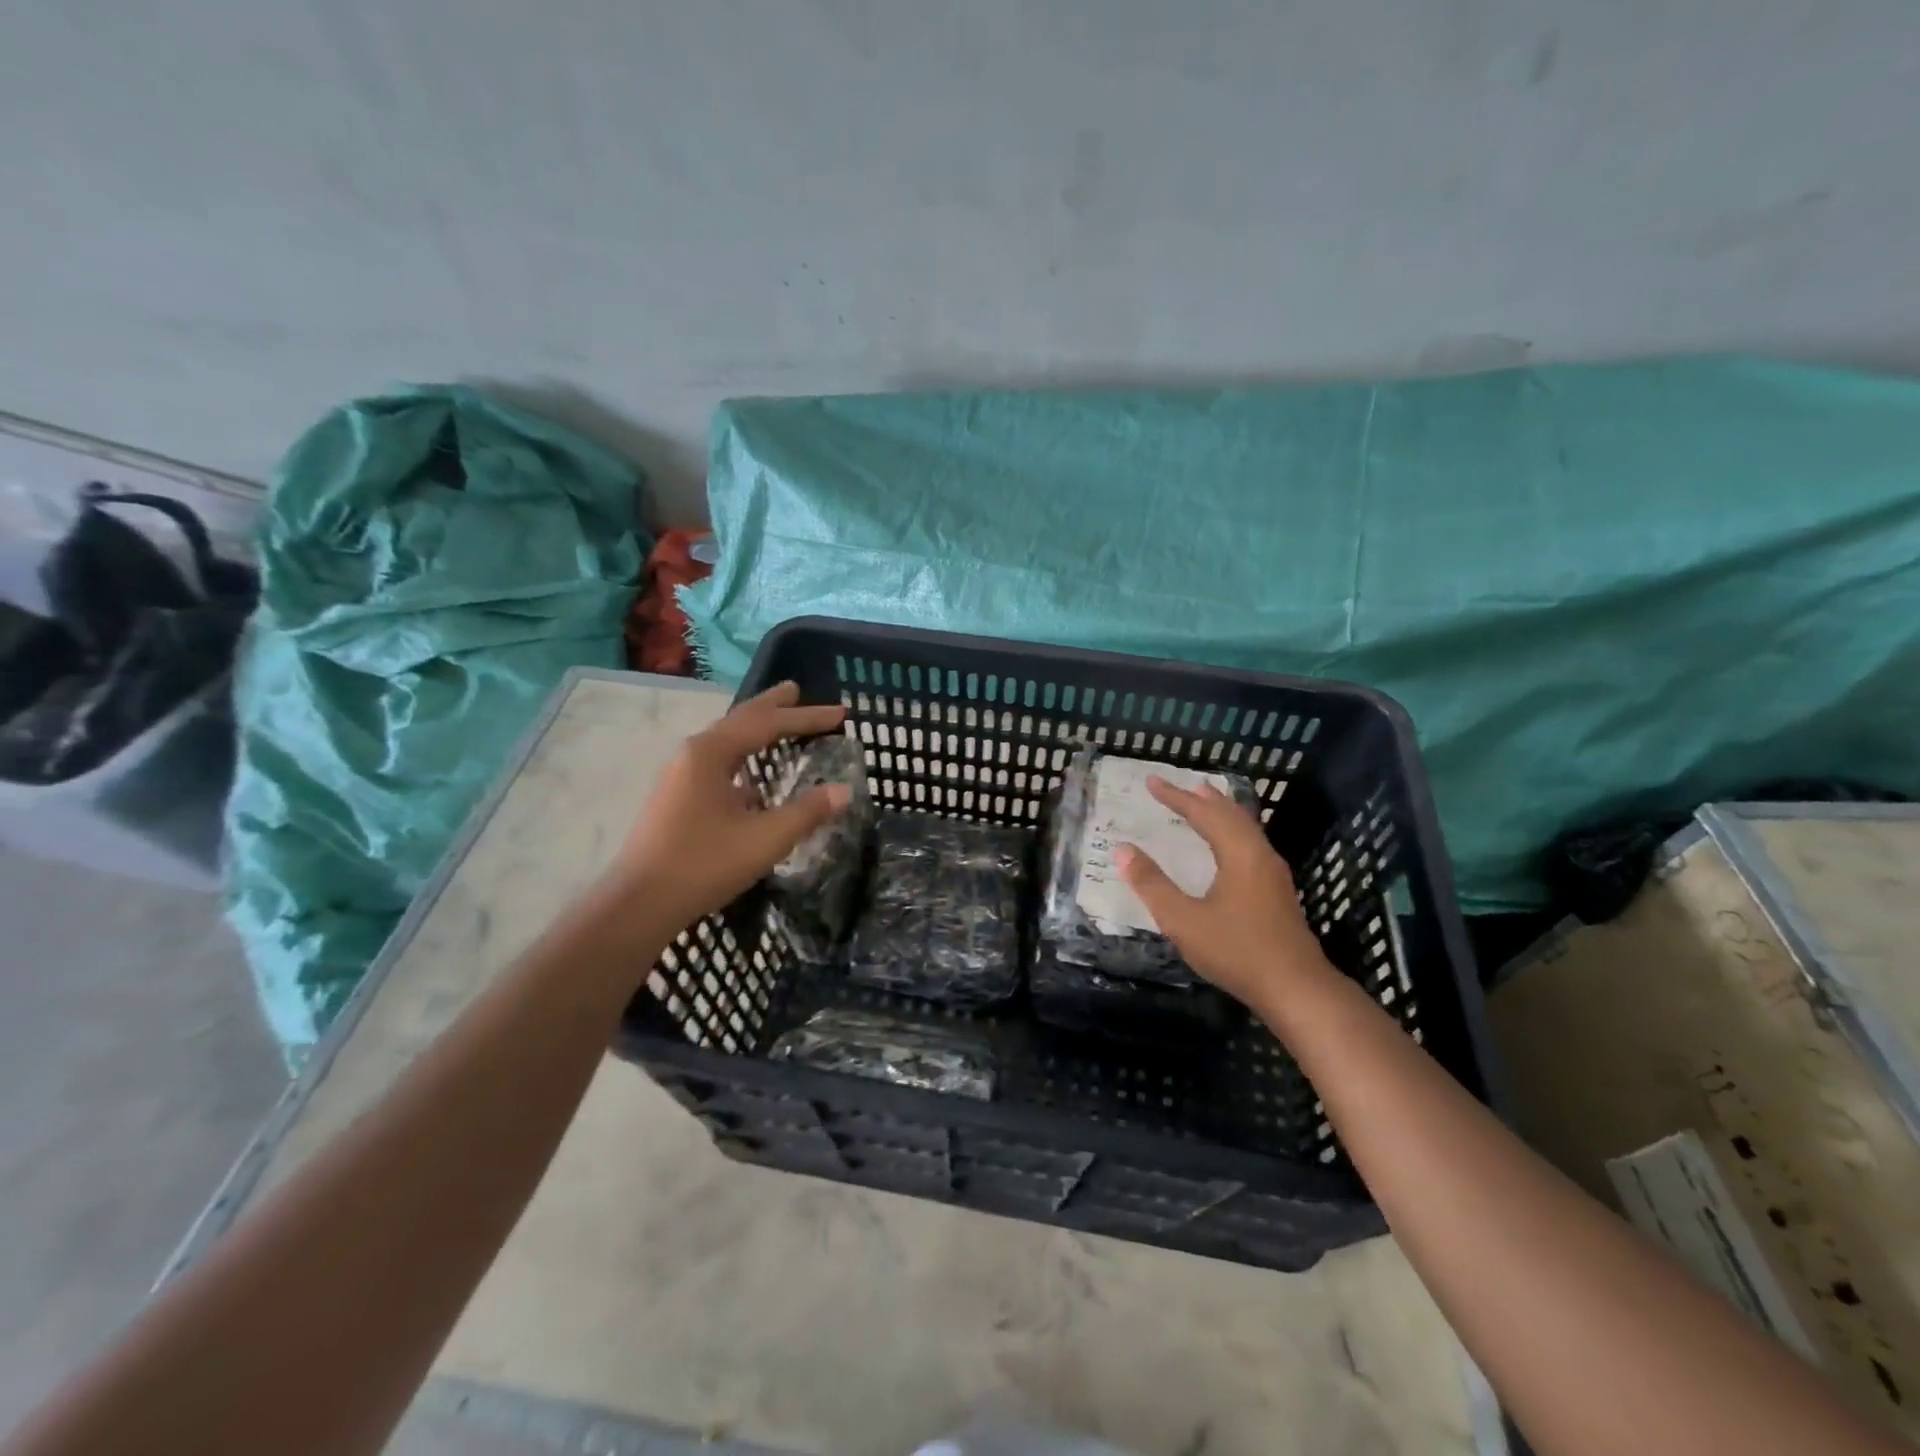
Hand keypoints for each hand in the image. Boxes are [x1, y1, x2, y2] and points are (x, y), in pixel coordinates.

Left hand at [608, 682, 850, 934]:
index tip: (842, 713)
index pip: (768, 723)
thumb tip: (843, 790)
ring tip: (778, 721)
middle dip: (772, 706)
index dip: (807, 718)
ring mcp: (680, 775)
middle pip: (740, 720)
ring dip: (755, 729)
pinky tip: (751, 775)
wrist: (638, 903)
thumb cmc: (703, 864)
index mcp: (711, 752)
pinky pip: (718, 762)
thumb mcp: (765, 838)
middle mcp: (693, 754)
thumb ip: (807, 812)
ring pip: (726, 740)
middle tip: (796, 689)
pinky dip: (742, 754)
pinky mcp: (677, 797)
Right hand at [1116, 777, 1334, 1008]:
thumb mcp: (1184, 920)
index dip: (1176, 797)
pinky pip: (1250, 843)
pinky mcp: (1277, 892)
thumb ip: (1152, 884)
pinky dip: (1231, 830)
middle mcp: (1259, 854)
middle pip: (1231, 814)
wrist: (1295, 989)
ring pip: (1245, 828)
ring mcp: (1273, 873)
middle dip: (1203, 798)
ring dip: (1221, 812)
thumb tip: (1123, 850)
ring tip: (1204, 803)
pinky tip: (1226, 847)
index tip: (1152, 782)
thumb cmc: (1237, 951)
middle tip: (1182, 786)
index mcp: (1239, 853)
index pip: (1203, 813)